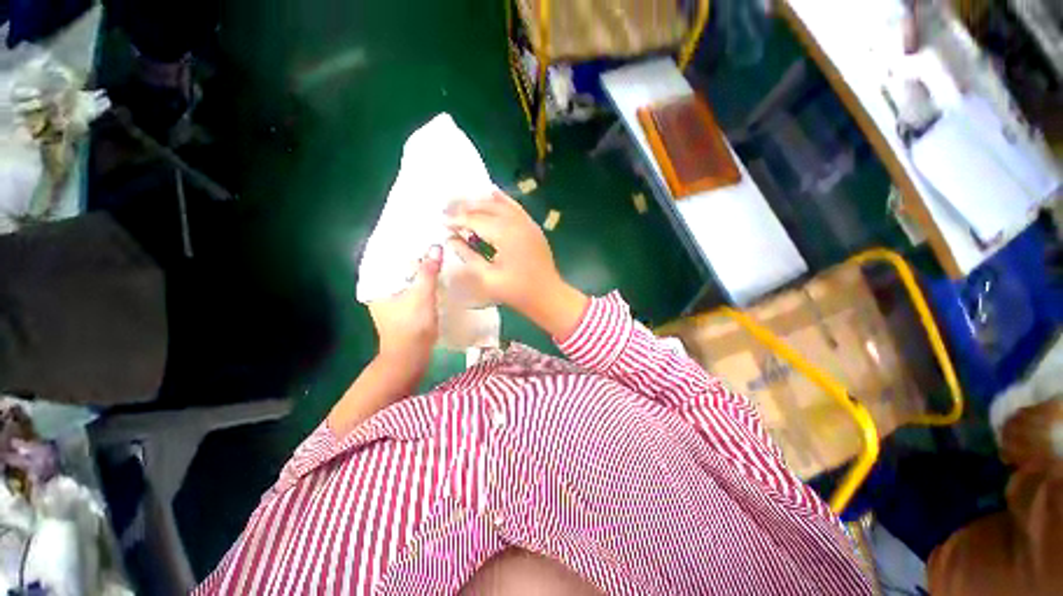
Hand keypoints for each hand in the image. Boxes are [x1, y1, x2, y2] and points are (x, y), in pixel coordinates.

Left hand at [368, 245, 441, 368]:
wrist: (408, 361)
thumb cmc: (411, 326)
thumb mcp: (423, 294)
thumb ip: (428, 271)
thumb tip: (435, 247)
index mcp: (377, 286)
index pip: (386, 260)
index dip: (400, 249)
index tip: (413, 236)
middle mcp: (377, 295)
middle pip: (394, 272)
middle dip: (409, 262)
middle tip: (426, 246)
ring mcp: (386, 308)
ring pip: (401, 285)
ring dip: (414, 276)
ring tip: (431, 263)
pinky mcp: (397, 318)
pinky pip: (406, 296)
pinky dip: (415, 290)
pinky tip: (429, 285)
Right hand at [446, 191, 586, 339]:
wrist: (548, 296)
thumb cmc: (516, 291)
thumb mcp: (487, 277)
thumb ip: (467, 255)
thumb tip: (450, 239)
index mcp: (504, 234)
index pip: (474, 220)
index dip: (456, 219)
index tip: (441, 220)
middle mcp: (515, 222)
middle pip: (486, 207)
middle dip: (465, 206)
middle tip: (446, 206)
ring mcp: (526, 222)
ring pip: (500, 204)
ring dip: (480, 201)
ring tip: (462, 201)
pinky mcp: (531, 226)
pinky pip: (515, 207)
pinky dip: (502, 199)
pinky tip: (492, 193)